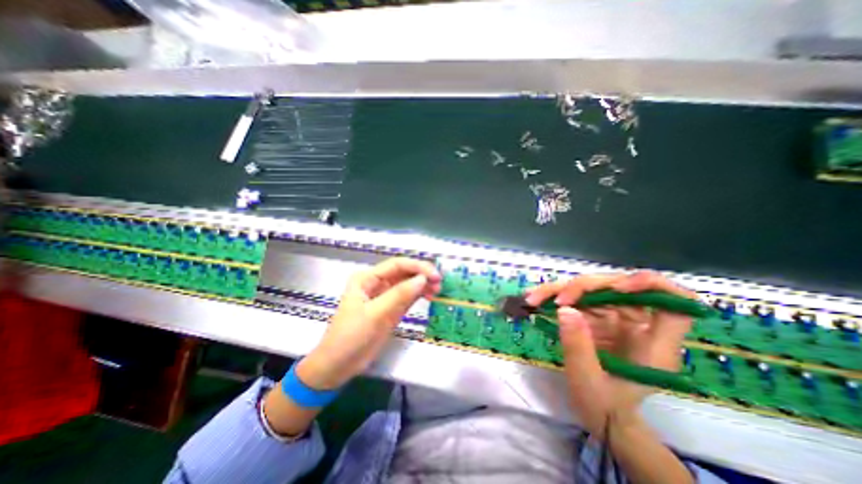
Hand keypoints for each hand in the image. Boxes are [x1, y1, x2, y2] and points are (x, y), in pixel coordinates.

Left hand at [299, 256, 444, 389]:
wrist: (338, 366)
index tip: (435, 275)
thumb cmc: (351, 336)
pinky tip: (430, 297)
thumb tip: (423, 279)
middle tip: (440, 283)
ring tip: (438, 291)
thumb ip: (399, 295)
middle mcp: (377, 283)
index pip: (396, 265)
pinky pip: (408, 297)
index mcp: (367, 278)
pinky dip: (419, 296)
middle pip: (404, 273)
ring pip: (408, 284)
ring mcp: (385, 296)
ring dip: (423, 285)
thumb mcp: (375, 314)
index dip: (417, 266)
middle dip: (422, 275)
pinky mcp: (391, 309)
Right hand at [525, 272, 690, 433]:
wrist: (600, 415)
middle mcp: (636, 323)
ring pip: (591, 288)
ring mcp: (614, 318)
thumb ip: (579, 345)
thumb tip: (565, 309)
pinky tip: (535, 299)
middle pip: (617, 287)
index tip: (619, 287)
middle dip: (584, 287)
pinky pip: (575, 298)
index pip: (675, 303)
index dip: (652, 286)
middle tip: (557, 300)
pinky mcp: (594, 316)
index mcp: (652, 343)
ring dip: (561, 289)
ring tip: (534, 298)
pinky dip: (554, 296)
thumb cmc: (604, 406)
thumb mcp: (589, 380)